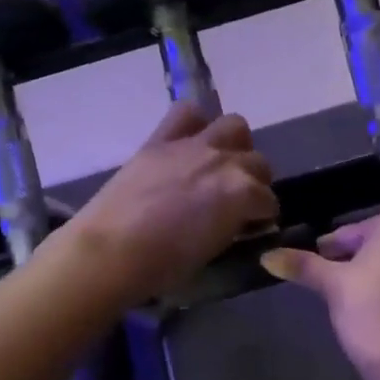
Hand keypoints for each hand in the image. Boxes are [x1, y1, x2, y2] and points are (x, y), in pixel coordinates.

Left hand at [68, 102, 276, 301]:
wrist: (110, 251)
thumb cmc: (163, 266)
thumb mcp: (213, 250)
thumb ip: (233, 226)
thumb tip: (239, 220)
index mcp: (243, 193)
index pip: (268, 201)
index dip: (261, 216)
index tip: (252, 225)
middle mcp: (225, 161)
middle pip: (258, 162)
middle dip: (254, 182)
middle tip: (238, 199)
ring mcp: (194, 145)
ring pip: (235, 127)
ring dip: (235, 145)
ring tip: (220, 165)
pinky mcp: (162, 139)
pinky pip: (188, 113)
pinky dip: (195, 123)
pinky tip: (191, 141)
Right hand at [260, 209, 379, 364]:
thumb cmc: (366, 307)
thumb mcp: (330, 283)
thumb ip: (301, 265)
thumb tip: (267, 256)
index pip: (354, 231)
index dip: (331, 248)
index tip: (318, 264)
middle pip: (377, 247)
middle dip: (354, 260)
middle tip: (330, 282)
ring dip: (373, 277)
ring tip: (349, 300)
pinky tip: (374, 316)